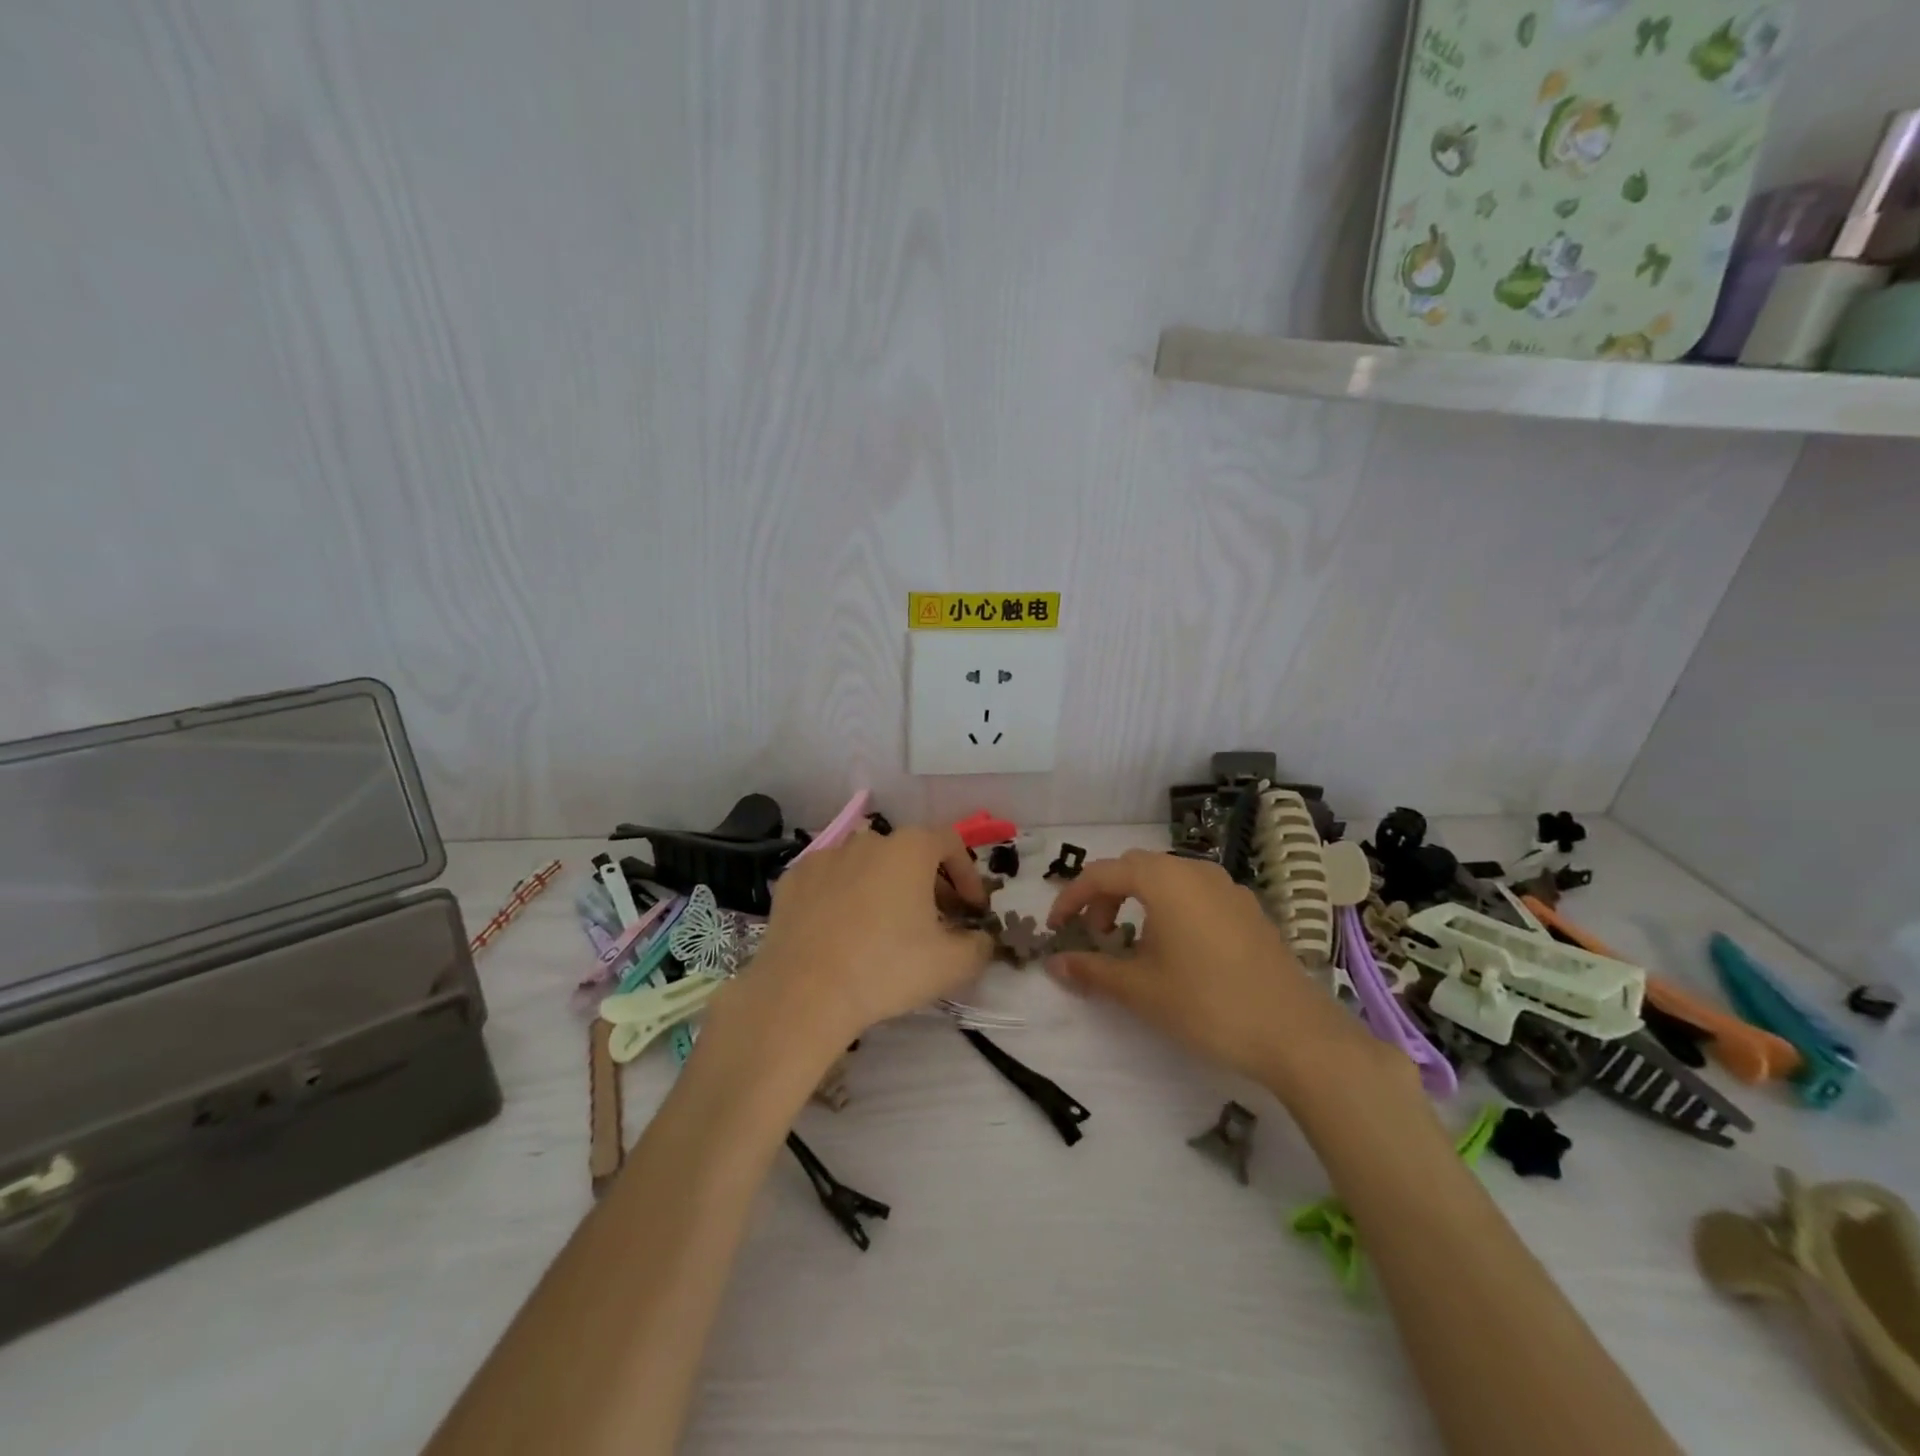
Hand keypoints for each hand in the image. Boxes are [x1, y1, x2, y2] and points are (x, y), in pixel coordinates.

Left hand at [706, 826, 993, 1067]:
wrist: (804, 993)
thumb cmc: (886, 969)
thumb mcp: (952, 965)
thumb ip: (979, 946)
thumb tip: (981, 939)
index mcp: (910, 849)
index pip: (951, 843)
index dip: (967, 874)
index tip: (972, 909)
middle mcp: (868, 841)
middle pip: (908, 852)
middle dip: (929, 882)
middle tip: (936, 920)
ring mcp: (825, 856)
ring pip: (867, 865)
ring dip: (885, 886)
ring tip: (887, 925)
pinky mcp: (793, 879)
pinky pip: (830, 880)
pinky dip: (844, 896)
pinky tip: (843, 930)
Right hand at [1045, 850, 1390, 1100]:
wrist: (1295, 1034)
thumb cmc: (1207, 1004)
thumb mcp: (1140, 989)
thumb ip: (1092, 970)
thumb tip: (1054, 964)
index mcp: (1164, 879)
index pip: (1102, 874)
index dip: (1071, 898)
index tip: (1056, 928)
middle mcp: (1195, 871)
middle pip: (1135, 868)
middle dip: (1105, 897)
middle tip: (1095, 936)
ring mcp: (1227, 887)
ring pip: (1167, 878)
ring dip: (1138, 901)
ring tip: (1133, 943)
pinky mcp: (1248, 909)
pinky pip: (1195, 893)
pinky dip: (1170, 908)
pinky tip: (1175, 948)